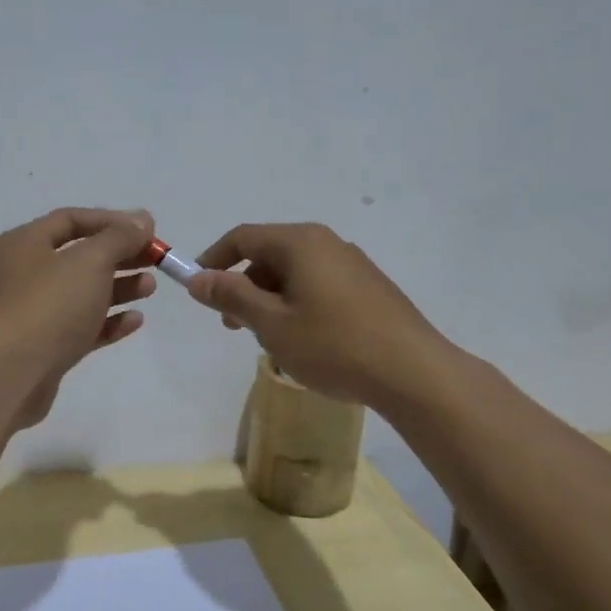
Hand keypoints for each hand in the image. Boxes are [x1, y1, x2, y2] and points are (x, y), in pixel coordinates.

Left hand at [0, 207, 157, 428]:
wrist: (10, 375)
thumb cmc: (48, 305)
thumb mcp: (89, 261)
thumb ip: (119, 237)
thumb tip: (141, 219)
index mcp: (23, 243)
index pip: (71, 220)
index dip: (112, 221)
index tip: (148, 230)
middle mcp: (23, 274)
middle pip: (79, 256)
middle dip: (119, 256)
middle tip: (155, 259)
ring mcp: (32, 313)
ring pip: (82, 293)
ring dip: (118, 288)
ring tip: (150, 288)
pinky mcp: (43, 348)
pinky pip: (80, 327)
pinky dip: (107, 321)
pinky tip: (135, 321)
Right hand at [185, 222, 446, 406]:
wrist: (413, 372)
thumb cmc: (333, 345)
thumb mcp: (271, 324)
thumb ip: (232, 296)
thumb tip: (198, 278)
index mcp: (300, 242)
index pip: (243, 237)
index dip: (213, 260)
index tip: (197, 289)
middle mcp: (327, 243)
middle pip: (270, 254)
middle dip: (243, 286)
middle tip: (233, 325)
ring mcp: (353, 264)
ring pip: (295, 272)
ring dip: (271, 299)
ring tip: (270, 339)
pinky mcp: (370, 288)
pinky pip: (319, 285)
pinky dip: (298, 304)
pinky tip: (305, 340)